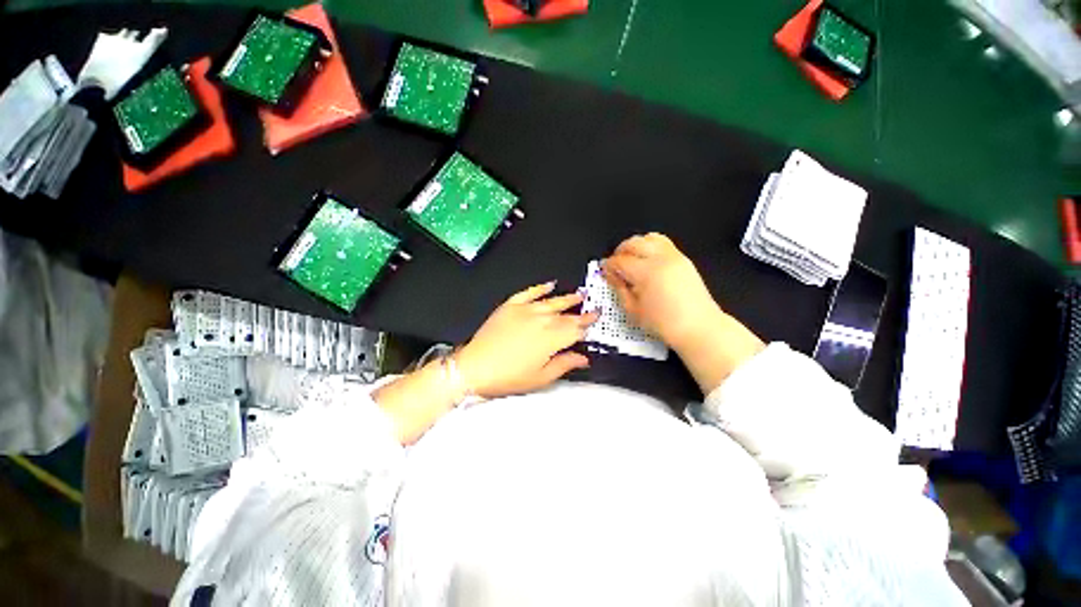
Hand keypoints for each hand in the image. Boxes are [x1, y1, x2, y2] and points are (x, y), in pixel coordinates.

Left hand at [455, 282, 599, 397]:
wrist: (475, 367)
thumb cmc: (508, 376)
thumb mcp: (541, 377)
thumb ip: (564, 364)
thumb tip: (583, 358)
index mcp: (552, 339)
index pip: (576, 329)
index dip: (587, 324)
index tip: (596, 319)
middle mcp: (542, 320)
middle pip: (567, 315)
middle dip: (581, 312)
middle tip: (592, 309)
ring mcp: (526, 310)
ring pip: (552, 301)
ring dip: (567, 298)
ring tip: (579, 295)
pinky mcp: (511, 306)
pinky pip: (529, 292)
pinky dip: (540, 288)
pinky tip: (549, 284)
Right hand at [603, 233, 763, 393]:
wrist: (698, 326)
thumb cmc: (663, 323)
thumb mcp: (633, 310)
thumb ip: (619, 289)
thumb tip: (612, 276)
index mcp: (646, 273)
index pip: (620, 261)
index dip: (609, 265)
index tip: (605, 271)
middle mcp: (660, 259)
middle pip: (633, 243)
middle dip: (620, 251)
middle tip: (615, 264)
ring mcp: (674, 256)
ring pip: (649, 237)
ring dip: (636, 245)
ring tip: (631, 258)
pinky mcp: (683, 259)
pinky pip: (663, 243)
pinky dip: (650, 246)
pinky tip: (647, 260)